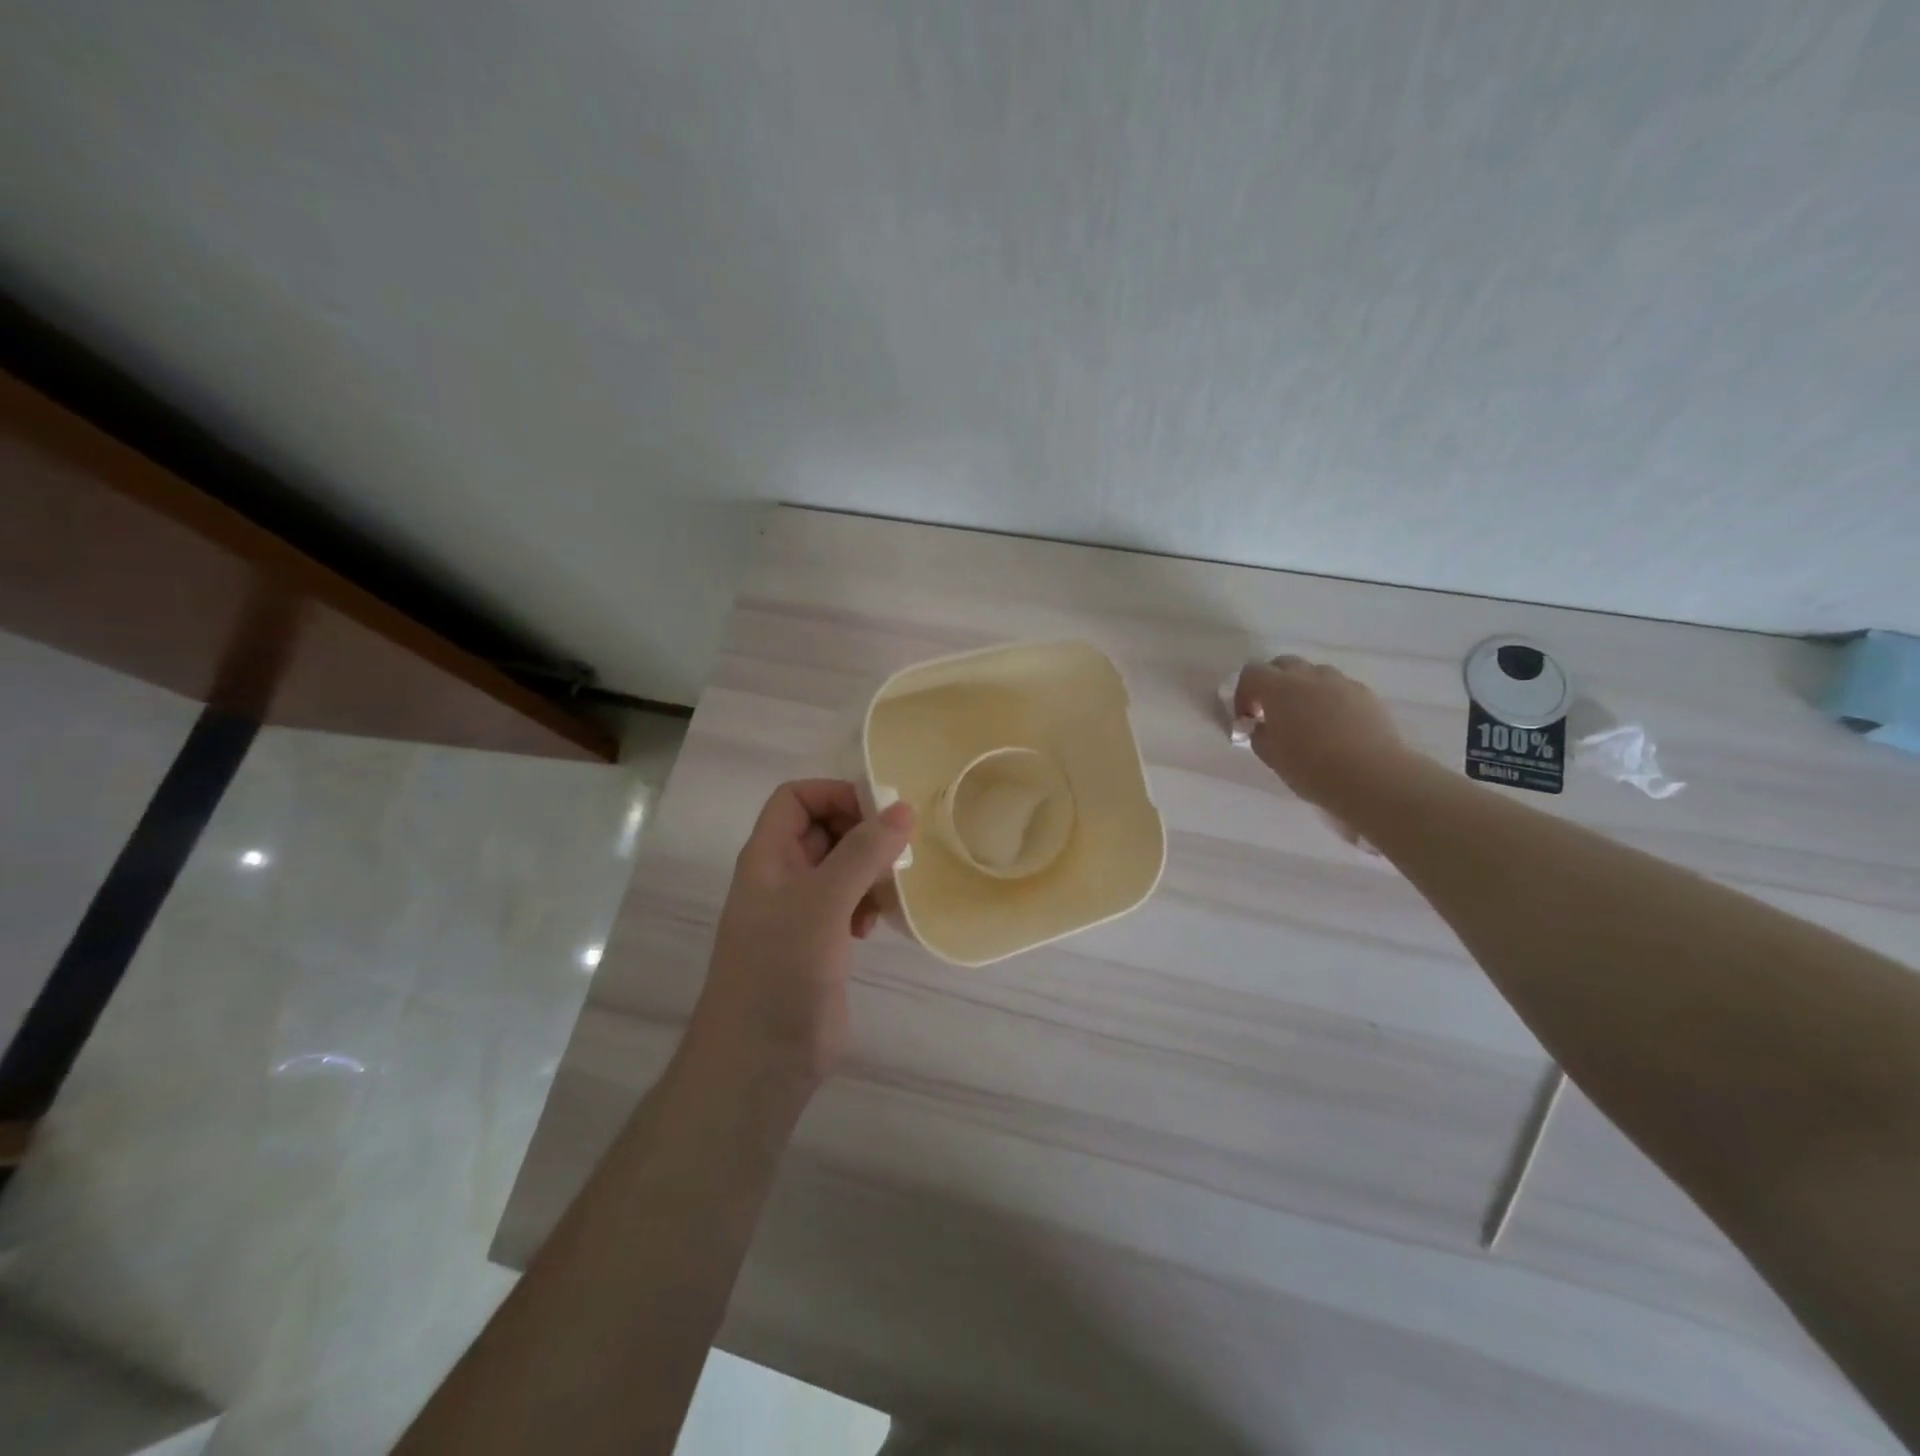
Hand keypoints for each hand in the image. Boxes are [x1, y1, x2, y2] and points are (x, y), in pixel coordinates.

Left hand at [691, 780, 914, 1088]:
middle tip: (897, 851)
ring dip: (868, 871)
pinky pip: (847, 904)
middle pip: (822, 829)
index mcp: (767, 857)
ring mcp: (799, 912)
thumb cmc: (782, 968)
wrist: (760, 1059)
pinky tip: (875, 926)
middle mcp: (781, 877)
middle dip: (861, 834)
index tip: (879, 813)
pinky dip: (866, 904)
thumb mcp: (823, 901)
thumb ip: (863, 852)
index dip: (834, 795)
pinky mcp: (818, 944)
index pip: (795, 798)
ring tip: (888, 891)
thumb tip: (903, 808)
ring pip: (839, 868)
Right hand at [1234, 657, 1413, 811]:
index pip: (1251, 673)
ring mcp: (1341, 682)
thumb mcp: (1271, 756)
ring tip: (1307, 719)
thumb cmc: (1311, 768)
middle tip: (1273, 712)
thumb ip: (1259, 734)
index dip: (1243, 693)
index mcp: (1278, 688)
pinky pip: (1340, 688)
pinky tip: (1335, 727)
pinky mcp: (1366, 694)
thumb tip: (1262, 726)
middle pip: (1283, 664)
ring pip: (1314, 674)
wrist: (1371, 777)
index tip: (1247, 718)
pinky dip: (1331, 700)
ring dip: (1304, 689)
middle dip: (1273, 683)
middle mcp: (1309, 676)